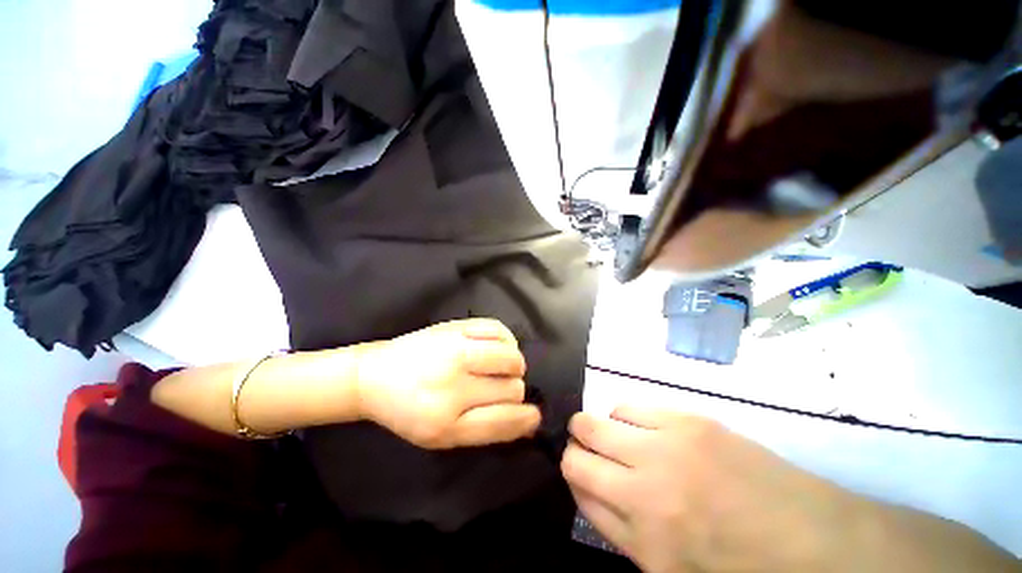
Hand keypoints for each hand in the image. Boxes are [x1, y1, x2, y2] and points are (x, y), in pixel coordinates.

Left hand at [356, 318, 540, 448]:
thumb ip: (485, 429)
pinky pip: (498, 329)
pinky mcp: (453, 328)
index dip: (525, 419)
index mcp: (445, 424)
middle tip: (501, 386)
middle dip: (513, 390)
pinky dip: (506, 339)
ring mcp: (454, 351)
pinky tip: (497, 346)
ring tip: (503, 365)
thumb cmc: (408, 412)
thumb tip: (527, 420)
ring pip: (511, 357)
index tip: (534, 415)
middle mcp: (452, 387)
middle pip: (512, 388)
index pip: (503, 421)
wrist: (373, 376)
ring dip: (514, 364)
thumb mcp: (442, 435)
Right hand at [561, 408, 859, 572]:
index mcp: (640, 536)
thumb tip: (584, 482)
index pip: (577, 485)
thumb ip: (616, 525)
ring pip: (597, 420)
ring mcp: (667, 446)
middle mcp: (645, 487)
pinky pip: (629, 406)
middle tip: (589, 450)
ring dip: (599, 430)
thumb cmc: (734, 565)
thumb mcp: (666, 568)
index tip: (577, 469)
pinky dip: (624, 417)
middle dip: (576, 446)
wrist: (812, 541)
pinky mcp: (688, 420)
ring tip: (618, 440)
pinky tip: (642, 430)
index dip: (572, 473)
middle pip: (579, 448)